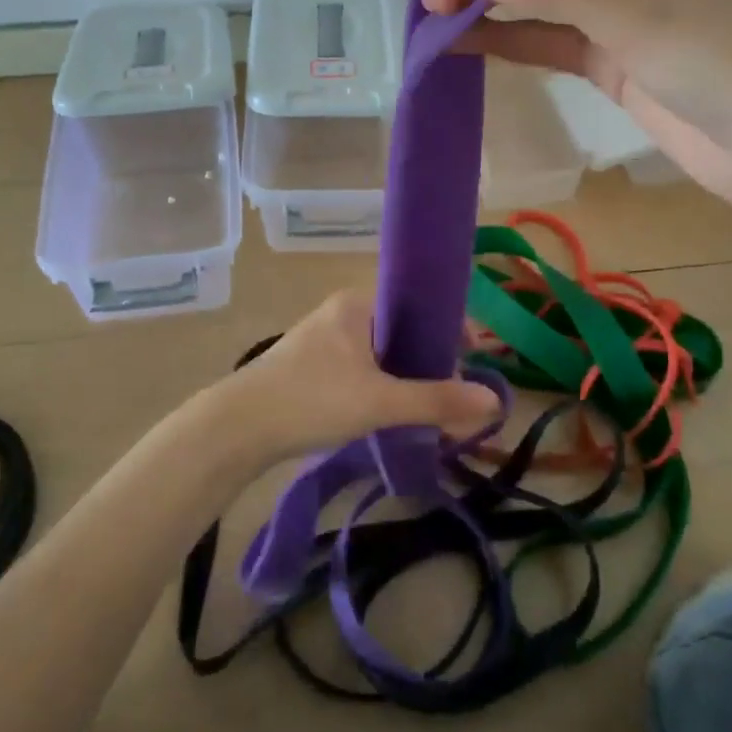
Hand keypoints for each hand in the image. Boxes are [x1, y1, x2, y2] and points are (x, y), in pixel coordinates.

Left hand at [205, 290, 502, 463]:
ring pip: (380, 351)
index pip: (417, 303)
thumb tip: (495, 400)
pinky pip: (360, 367)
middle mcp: (340, 312)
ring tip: (429, 406)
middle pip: (401, 328)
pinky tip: (391, 412)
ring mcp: (322, 339)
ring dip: (406, 375)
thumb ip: (436, 400)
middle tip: (454, 390)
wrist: (237, 428)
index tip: (473, 356)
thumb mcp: (380, 401)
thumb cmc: (312, 400)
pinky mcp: (309, 366)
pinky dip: (382, 385)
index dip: (448, 327)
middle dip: (430, 357)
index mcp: (357, 303)